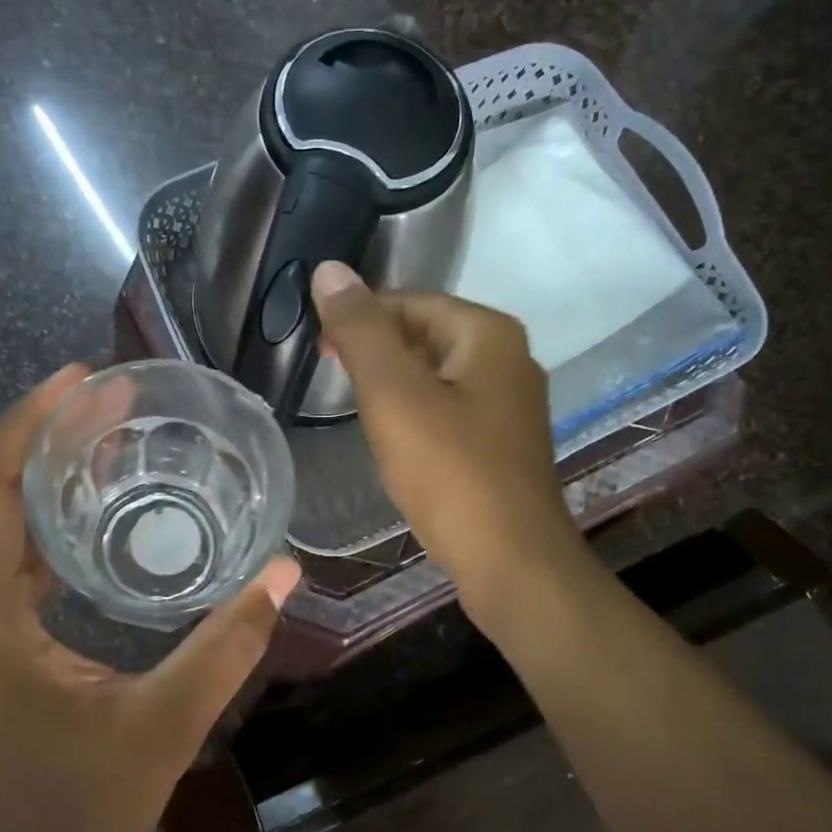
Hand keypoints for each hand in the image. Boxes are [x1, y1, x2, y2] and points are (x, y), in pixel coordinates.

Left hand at [0, 364, 300, 831]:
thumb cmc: (76, 816)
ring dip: (52, 476)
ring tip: (116, 437)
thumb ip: (227, 645)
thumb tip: (286, 572)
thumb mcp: (163, 726)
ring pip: (3, 526)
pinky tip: (102, 512)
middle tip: (119, 399)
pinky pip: (14, 561)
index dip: (32, 421)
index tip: (84, 377)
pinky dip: (54, 522)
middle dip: (51, 436)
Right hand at [312, 261, 580, 609]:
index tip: (319, 347)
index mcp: (488, 334)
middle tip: (331, 376)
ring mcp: (510, 404)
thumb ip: (361, 331)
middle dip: (377, 349)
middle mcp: (509, 359)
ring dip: (394, 382)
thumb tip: (329, 269)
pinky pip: (450, 408)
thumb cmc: (450, 472)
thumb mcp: (394, 395)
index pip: (411, 301)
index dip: (360, 316)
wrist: (511, 562)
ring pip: (437, 374)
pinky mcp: (503, 443)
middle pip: (427, 334)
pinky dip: (416, 412)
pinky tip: (394, 438)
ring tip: (355, 406)